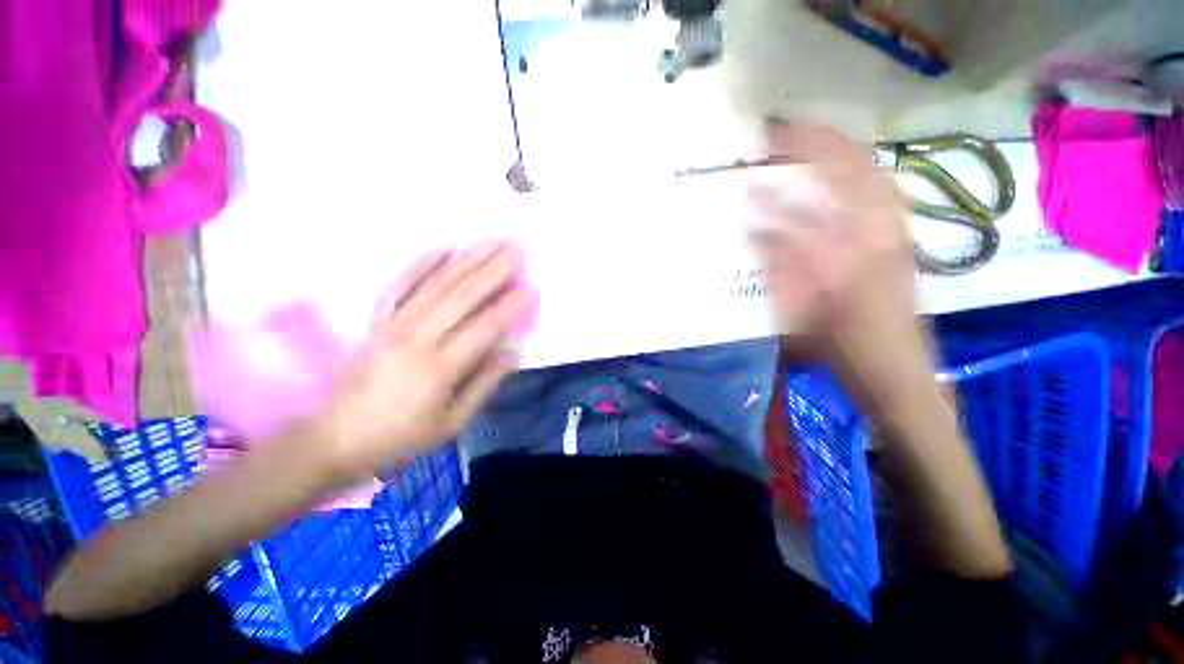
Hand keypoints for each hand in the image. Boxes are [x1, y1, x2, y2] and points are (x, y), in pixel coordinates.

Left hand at [308, 243, 535, 486]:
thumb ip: (485, 384)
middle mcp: (417, 338)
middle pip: (461, 297)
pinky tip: (444, 247)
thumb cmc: (401, 437)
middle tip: (517, 250)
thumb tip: (514, 351)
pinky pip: (400, 284)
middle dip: (493, 271)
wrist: (334, 439)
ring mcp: (394, 324)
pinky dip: (422, 263)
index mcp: (439, 368)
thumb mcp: (452, 422)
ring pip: (436, 284)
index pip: (483, 328)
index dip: (510, 307)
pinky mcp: (378, 320)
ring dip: (467, 260)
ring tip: (492, 242)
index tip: (531, 288)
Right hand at [751, 123, 933, 409]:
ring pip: (875, 178)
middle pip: (857, 169)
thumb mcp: (800, 311)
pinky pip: (885, 199)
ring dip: (843, 153)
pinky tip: (847, 179)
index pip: (822, 189)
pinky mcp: (902, 246)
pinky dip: (864, 178)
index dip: (797, 157)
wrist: (897, 373)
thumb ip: (780, 265)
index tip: (770, 139)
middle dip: (822, 142)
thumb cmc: (844, 348)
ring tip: (814, 144)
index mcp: (851, 248)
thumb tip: (755, 227)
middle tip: (789, 131)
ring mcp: (897, 236)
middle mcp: (880, 231)